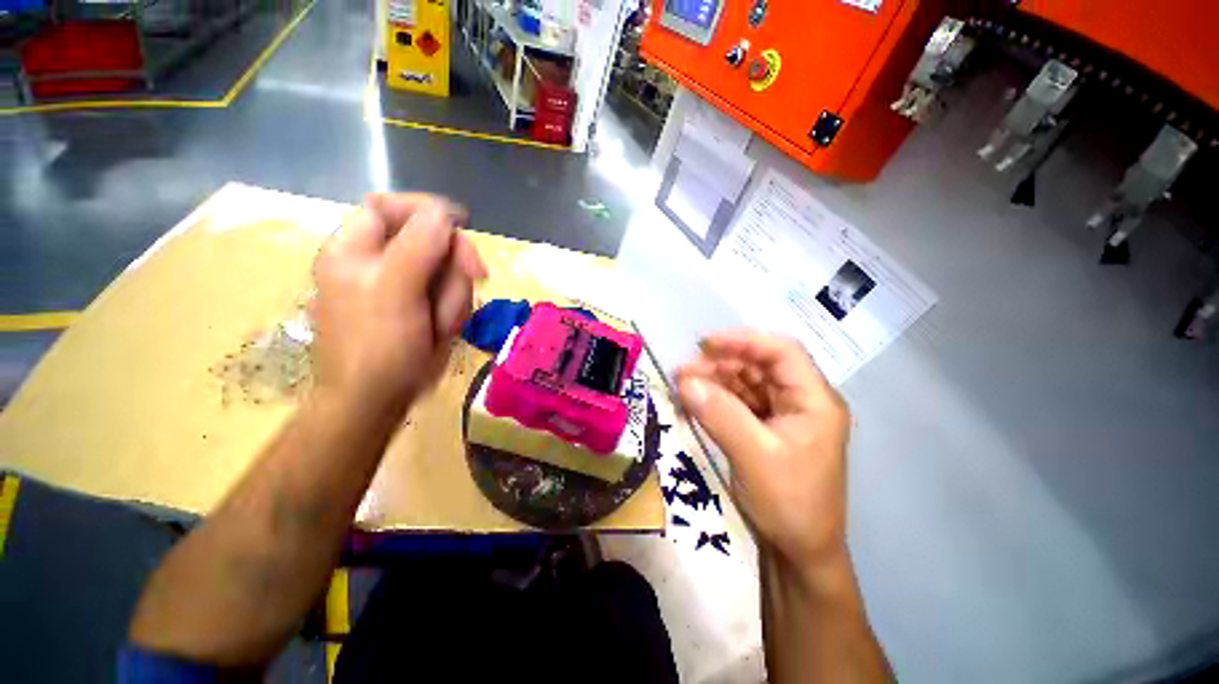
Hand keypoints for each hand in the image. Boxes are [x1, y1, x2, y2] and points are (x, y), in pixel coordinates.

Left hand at [310, 193, 487, 415]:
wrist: (376, 400)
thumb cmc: (377, 347)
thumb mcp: (395, 291)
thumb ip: (417, 246)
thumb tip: (443, 213)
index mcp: (355, 249)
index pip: (390, 207)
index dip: (426, 209)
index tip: (462, 223)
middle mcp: (379, 262)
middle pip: (429, 240)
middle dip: (453, 262)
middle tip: (476, 276)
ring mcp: (403, 287)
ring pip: (447, 271)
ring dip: (454, 294)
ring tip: (442, 323)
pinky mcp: (421, 306)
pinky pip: (450, 295)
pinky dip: (453, 310)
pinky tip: (442, 330)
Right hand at [677, 331, 849, 569]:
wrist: (799, 553)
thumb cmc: (789, 504)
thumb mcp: (754, 456)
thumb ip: (720, 414)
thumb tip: (686, 381)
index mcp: (814, 400)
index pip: (782, 352)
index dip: (744, 341)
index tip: (705, 344)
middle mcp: (800, 401)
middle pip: (759, 366)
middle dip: (720, 364)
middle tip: (683, 371)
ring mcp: (782, 415)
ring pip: (745, 383)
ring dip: (714, 381)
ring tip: (682, 385)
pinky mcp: (766, 429)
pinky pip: (738, 403)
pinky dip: (716, 399)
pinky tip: (694, 402)